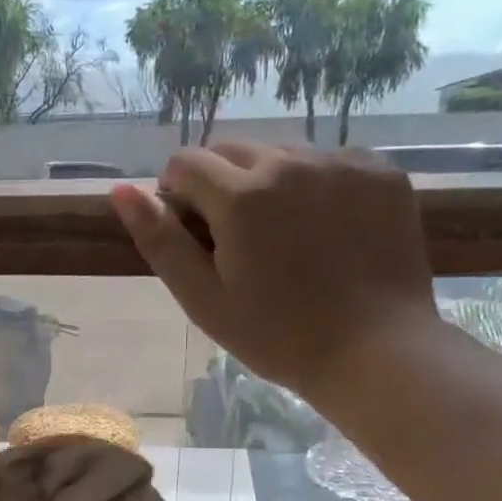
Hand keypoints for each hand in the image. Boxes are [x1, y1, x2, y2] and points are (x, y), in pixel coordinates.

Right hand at [110, 140, 441, 402]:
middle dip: (219, 183)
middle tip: (235, 238)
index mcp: (240, 197)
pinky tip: (325, 228)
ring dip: (267, 181)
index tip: (193, 234)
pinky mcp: (381, 173)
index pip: (185, 163)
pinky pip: (330, 160)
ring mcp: (341, 163)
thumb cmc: (276, 335)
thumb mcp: (203, 299)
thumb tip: (121, 190)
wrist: (375, 351)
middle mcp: (289, 163)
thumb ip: (160, 241)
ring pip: (281, 152)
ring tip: (284, 235)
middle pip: (231, 149)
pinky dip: (315, 183)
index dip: (177, 195)